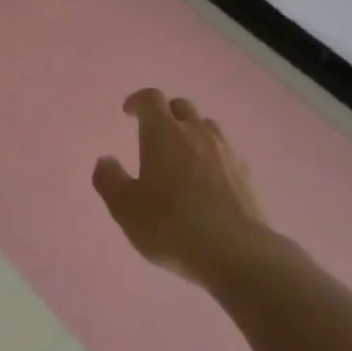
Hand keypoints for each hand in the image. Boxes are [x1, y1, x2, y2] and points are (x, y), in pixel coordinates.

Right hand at [92, 88, 268, 284]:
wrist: (235, 252)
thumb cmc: (170, 225)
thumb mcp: (126, 208)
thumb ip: (109, 180)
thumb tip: (105, 161)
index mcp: (164, 133)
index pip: (151, 99)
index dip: (138, 100)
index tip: (128, 112)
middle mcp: (196, 133)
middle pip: (181, 106)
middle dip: (165, 113)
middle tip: (153, 134)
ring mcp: (225, 152)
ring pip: (207, 126)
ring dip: (191, 131)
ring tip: (181, 154)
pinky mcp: (245, 174)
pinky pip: (225, 152)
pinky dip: (211, 156)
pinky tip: (207, 180)